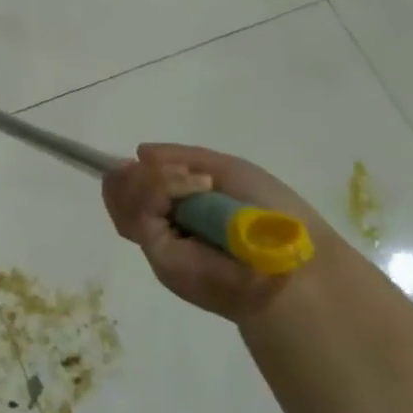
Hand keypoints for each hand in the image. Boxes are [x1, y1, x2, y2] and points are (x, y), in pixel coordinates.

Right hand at [102, 144, 325, 322]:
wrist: (295, 259)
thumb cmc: (271, 214)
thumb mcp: (226, 170)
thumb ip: (180, 159)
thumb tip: (138, 152)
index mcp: (177, 212)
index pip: (130, 189)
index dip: (135, 172)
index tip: (149, 160)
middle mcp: (162, 228)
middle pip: (117, 192)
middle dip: (139, 174)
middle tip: (177, 172)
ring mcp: (158, 243)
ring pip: (119, 198)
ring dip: (151, 178)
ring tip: (193, 180)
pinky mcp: (159, 256)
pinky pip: (140, 212)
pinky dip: (160, 188)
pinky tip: (194, 185)